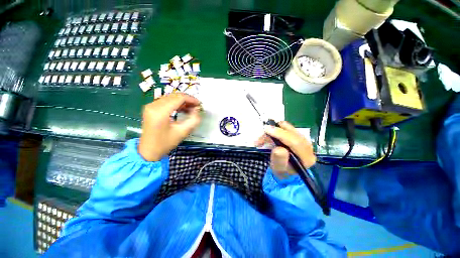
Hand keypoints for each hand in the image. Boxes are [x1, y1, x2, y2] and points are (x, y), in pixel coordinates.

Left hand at [138, 93, 201, 160]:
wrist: (148, 151)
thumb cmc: (165, 143)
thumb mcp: (183, 132)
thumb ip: (193, 120)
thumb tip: (197, 110)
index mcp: (160, 112)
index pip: (178, 98)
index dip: (191, 99)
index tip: (199, 104)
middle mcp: (153, 105)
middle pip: (174, 96)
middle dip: (187, 100)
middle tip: (196, 107)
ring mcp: (150, 106)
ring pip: (170, 97)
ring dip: (182, 101)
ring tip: (191, 108)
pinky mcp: (150, 108)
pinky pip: (165, 101)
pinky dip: (175, 103)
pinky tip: (182, 109)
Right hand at [255, 121, 315, 178]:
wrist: (286, 171)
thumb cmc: (281, 171)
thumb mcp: (278, 168)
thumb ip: (279, 160)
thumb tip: (278, 149)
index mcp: (307, 158)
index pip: (295, 143)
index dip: (281, 134)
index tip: (267, 130)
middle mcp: (309, 148)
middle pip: (294, 134)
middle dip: (277, 131)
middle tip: (264, 130)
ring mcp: (305, 141)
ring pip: (291, 129)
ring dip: (276, 129)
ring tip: (264, 134)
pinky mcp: (299, 137)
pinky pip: (289, 129)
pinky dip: (277, 129)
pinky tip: (270, 133)